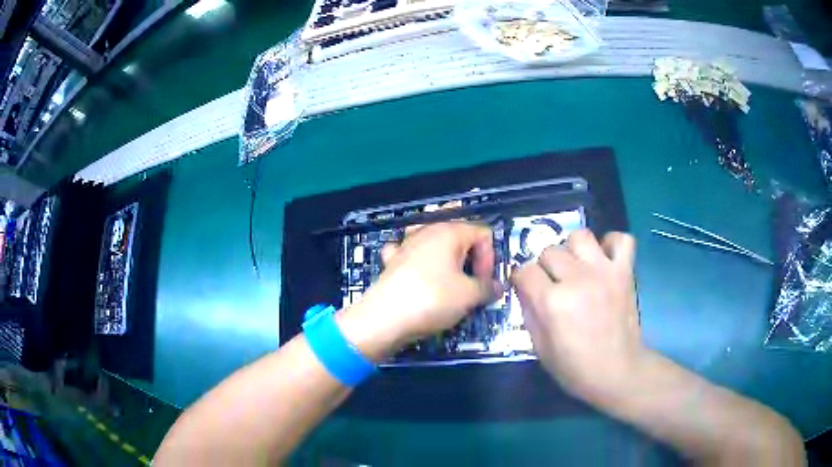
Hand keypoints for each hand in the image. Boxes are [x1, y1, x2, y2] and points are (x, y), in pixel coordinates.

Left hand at [356, 222, 500, 345]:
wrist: (384, 318)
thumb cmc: (432, 299)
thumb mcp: (469, 295)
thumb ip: (488, 288)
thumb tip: (497, 287)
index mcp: (449, 231)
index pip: (483, 234)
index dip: (490, 258)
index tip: (484, 283)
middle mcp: (427, 231)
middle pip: (460, 238)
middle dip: (471, 261)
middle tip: (471, 287)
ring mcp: (406, 245)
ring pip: (436, 246)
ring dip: (448, 263)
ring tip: (450, 284)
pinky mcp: (392, 262)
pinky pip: (412, 257)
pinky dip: (420, 265)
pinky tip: (420, 278)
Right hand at [510, 229, 643, 403]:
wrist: (617, 372)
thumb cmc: (575, 367)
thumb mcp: (539, 347)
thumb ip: (529, 312)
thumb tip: (524, 288)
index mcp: (552, 302)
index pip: (524, 271)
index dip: (522, 280)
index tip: (526, 288)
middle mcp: (577, 279)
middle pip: (550, 251)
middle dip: (545, 267)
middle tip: (553, 284)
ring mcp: (604, 271)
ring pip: (580, 236)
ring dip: (573, 251)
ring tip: (577, 268)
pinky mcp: (625, 271)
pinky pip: (621, 239)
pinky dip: (611, 243)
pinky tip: (603, 260)